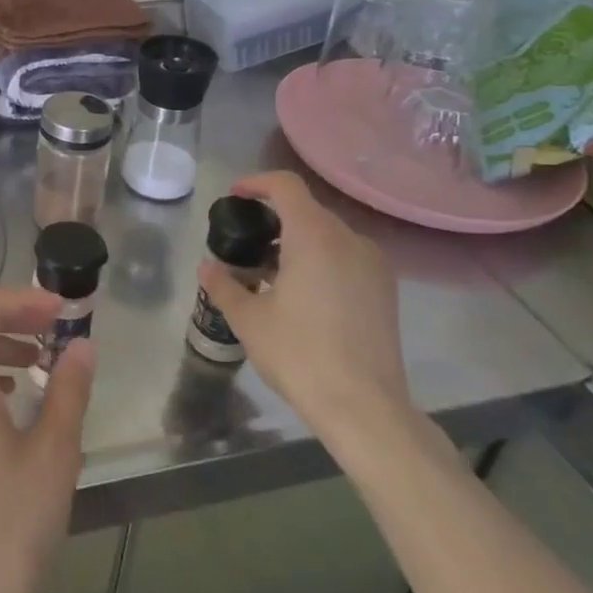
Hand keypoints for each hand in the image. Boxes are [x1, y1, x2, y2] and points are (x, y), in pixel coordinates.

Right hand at [198, 171, 413, 452]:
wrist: (365, 408)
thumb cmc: (300, 354)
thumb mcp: (249, 320)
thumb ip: (224, 285)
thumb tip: (208, 267)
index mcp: (314, 235)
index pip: (286, 185)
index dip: (257, 183)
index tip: (235, 198)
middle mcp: (349, 239)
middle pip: (306, 210)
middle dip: (273, 219)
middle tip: (247, 246)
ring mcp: (373, 264)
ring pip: (328, 235)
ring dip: (297, 242)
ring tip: (271, 275)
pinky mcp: (385, 290)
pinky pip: (346, 257)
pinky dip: (321, 260)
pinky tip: (303, 295)